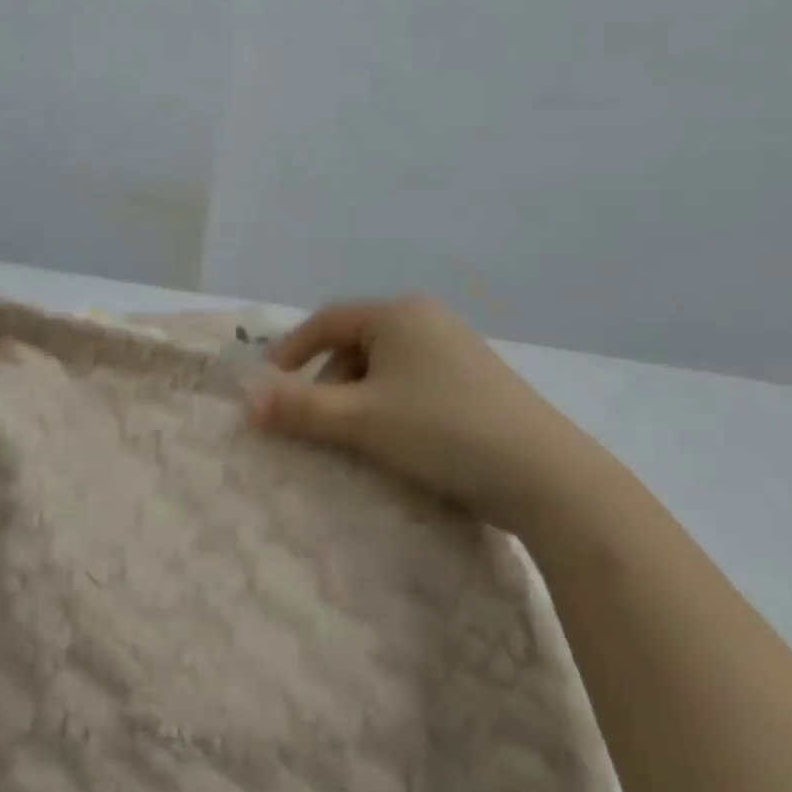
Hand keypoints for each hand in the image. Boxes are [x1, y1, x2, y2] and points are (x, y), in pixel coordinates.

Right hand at [246, 297, 614, 530]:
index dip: (292, 351)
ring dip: (359, 401)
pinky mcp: (475, 384)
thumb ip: (299, 408)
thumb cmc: (441, 432)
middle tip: (318, 425)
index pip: (327, 320)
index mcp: (399, 314)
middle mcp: (428, 321)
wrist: (546, 478)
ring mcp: (456, 351)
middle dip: (329, 384)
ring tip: (359, 441)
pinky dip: (391, 409)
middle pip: (355, 345)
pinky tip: (398, 444)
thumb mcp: (361, 420)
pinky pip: (413, 386)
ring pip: (385, 369)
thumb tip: (245, 402)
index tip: (270, 386)